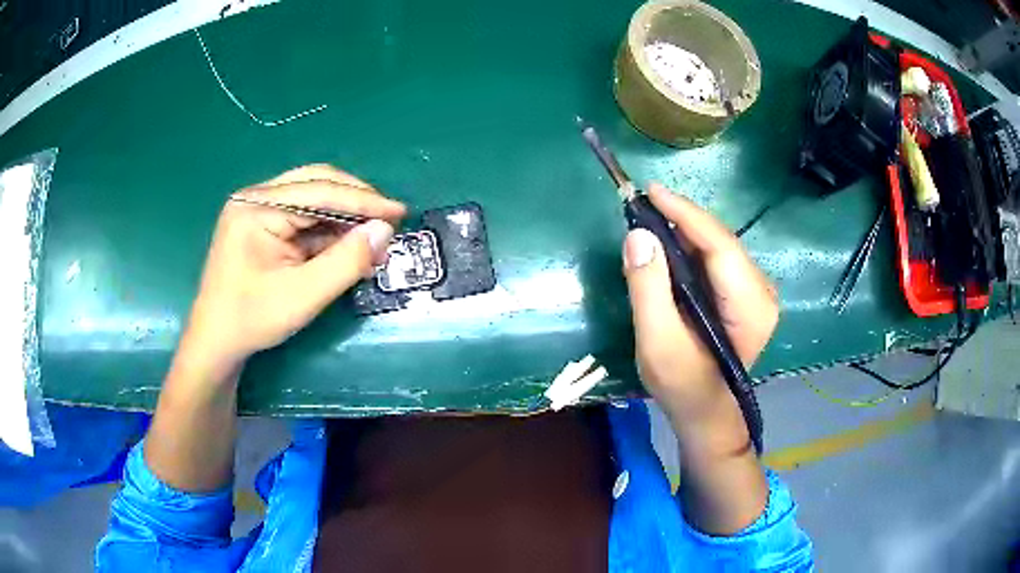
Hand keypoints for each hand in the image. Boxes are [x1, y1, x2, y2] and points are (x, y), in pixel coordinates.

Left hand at [181, 165, 406, 377]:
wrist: (216, 341)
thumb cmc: (252, 320)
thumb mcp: (303, 295)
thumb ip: (346, 261)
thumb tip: (385, 230)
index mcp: (257, 207)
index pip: (319, 191)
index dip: (364, 200)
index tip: (400, 212)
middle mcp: (256, 198)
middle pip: (316, 183)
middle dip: (355, 202)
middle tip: (388, 221)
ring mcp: (257, 209)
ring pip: (312, 199)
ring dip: (344, 217)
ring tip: (372, 240)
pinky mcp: (262, 224)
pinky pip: (303, 217)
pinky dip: (328, 230)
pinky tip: (347, 247)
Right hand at [622, 184, 777, 433]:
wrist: (706, 413)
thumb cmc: (683, 386)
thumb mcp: (658, 344)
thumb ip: (648, 291)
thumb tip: (637, 235)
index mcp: (750, 306)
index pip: (719, 245)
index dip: (685, 213)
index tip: (650, 191)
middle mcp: (762, 291)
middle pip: (720, 241)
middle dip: (681, 219)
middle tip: (641, 204)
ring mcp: (756, 291)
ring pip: (718, 246)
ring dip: (684, 230)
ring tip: (648, 219)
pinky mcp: (745, 293)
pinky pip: (717, 258)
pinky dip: (690, 247)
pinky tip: (667, 245)